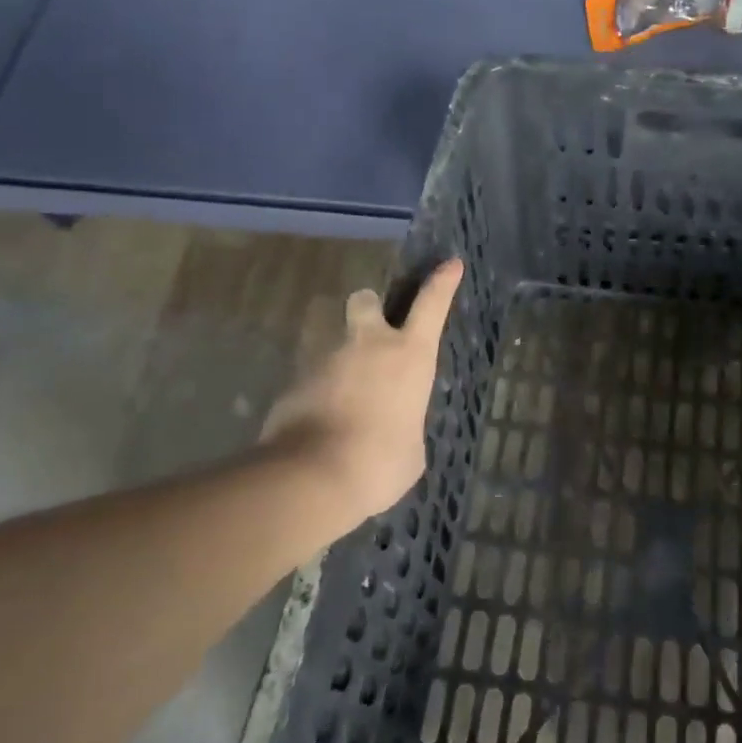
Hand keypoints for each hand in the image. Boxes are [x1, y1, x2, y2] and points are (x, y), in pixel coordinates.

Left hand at [258, 259, 463, 529]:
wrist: (312, 478)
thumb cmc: (380, 462)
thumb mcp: (412, 450)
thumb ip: (405, 426)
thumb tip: (394, 431)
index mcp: (409, 355)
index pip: (432, 305)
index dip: (442, 282)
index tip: (451, 264)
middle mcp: (367, 345)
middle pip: (365, 300)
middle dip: (369, 308)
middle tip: (372, 334)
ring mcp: (324, 360)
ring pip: (332, 341)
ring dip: (340, 361)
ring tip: (342, 400)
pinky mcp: (291, 384)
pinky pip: (309, 380)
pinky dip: (316, 396)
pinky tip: (317, 426)